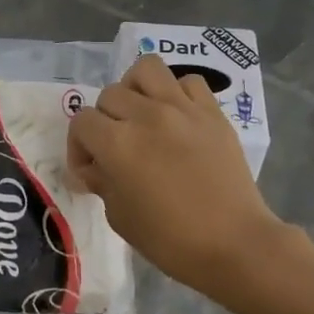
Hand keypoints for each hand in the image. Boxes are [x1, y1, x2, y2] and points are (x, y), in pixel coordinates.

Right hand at [68, 53, 285, 303]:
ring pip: (146, 69)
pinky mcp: (212, 112)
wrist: (234, 244)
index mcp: (118, 144)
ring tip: (141, 114)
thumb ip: (101, 182)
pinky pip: (188, 82)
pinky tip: (176, 117)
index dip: (79, 146)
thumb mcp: (120, 217)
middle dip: (104, 121)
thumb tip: (91, 168)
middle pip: (110, 95)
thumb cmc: (171, 240)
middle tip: (115, 148)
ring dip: (135, 89)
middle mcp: (146, 116)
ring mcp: (182, 109)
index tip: (90, 170)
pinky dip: (176, 93)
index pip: (82, 122)